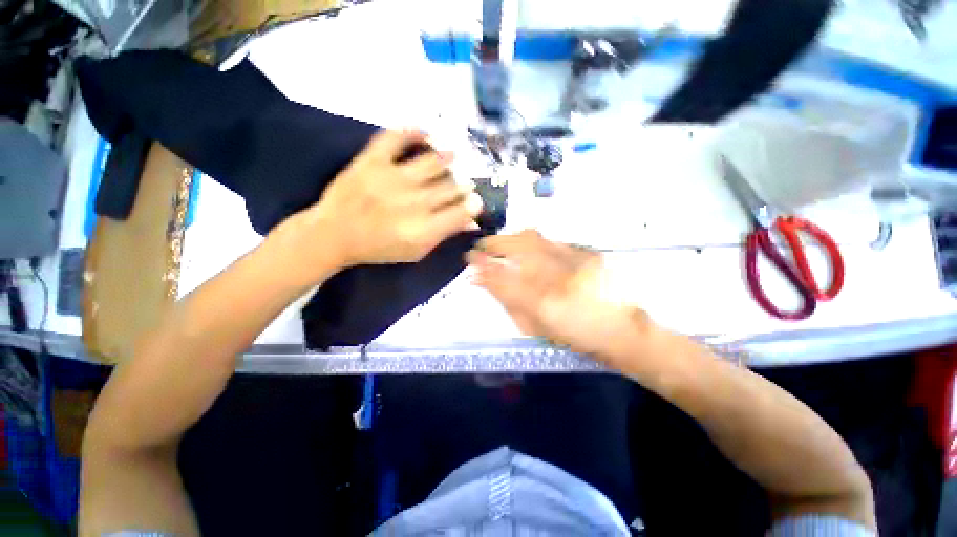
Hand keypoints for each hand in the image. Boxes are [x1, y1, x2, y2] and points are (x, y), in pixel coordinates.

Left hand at [279, 129, 482, 273]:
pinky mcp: (372, 161)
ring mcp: (392, 178)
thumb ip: (444, 235)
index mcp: (423, 229)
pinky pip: (395, 138)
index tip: (476, 201)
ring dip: (447, 159)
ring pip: (432, 162)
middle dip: (463, 185)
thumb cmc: (379, 248)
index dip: (472, 205)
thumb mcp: (416, 251)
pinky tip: (425, 134)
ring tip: (453, 157)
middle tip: (465, 184)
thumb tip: (471, 221)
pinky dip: (412, 132)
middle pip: (450, 187)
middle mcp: (413, 202)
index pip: (460, 212)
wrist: (334, 234)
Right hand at [467, 230, 650, 359]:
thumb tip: (483, 283)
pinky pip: (551, 240)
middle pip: (516, 249)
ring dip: (510, 238)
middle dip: (494, 244)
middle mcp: (557, 277)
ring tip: (500, 242)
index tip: (469, 259)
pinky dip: (533, 240)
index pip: (502, 277)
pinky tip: (526, 244)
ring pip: (533, 239)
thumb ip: (508, 304)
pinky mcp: (587, 253)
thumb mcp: (537, 328)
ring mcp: (574, 261)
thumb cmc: (576, 337)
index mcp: (542, 303)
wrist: (624, 330)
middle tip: (482, 246)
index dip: (482, 265)